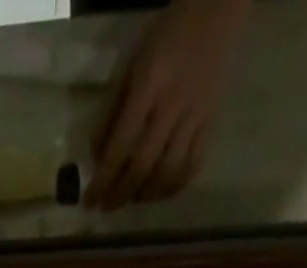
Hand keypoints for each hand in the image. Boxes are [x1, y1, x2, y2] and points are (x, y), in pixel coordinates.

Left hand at [85, 0, 248, 209]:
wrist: (217, 9)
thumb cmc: (165, 37)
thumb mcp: (130, 66)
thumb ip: (112, 112)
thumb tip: (97, 159)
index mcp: (147, 88)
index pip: (120, 147)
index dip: (103, 181)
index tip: (89, 201)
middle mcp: (171, 107)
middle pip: (143, 167)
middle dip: (120, 195)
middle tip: (106, 208)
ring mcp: (195, 116)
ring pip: (168, 173)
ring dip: (146, 195)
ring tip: (132, 198)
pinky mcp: (211, 121)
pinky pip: (193, 165)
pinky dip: (174, 186)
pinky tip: (160, 190)